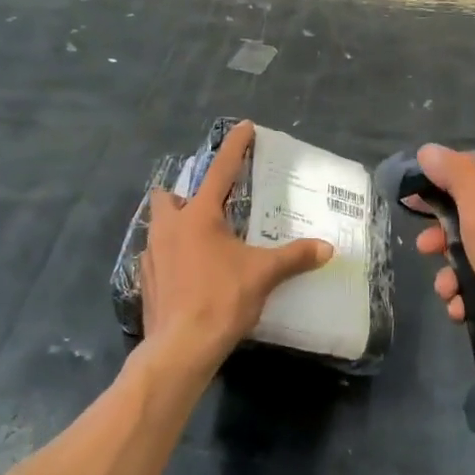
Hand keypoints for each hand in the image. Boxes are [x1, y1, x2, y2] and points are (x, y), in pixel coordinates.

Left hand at [140, 120, 333, 379]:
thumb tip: (327, 249)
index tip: (244, 127)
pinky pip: (156, 256)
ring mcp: (152, 255)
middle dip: (183, 193)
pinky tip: (188, 271)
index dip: (235, 147)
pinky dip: (171, 256)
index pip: (220, 171)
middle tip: (208, 205)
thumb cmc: (222, 299)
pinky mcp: (147, 281)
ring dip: (176, 225)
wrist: (181, 347)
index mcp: (199, 216)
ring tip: (202, 239)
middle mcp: (170, 228)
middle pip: (168, 196)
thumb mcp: (264, 274)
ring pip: (160, 226)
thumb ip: (295, 257)